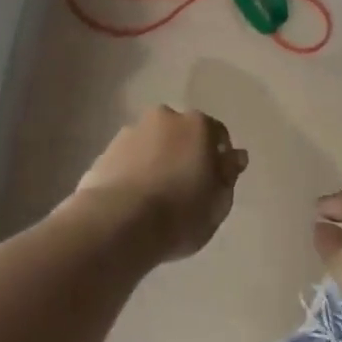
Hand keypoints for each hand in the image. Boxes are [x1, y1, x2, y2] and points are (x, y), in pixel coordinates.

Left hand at [73, 106, 247, 261]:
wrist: (119, 223)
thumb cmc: (180, 213)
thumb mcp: (218, 202)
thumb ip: (228, 175)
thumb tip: (235, 156)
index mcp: (197, 125)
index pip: (217, 134)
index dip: (219, 158)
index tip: (215, 182)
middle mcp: (164, 118)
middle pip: (181, 133)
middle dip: (185, 153)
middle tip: (185, 186)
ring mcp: (132, 131)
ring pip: (153, 143)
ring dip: (157, 159)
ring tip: (155, 195)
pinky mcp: (106, 150)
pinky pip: (130, 158)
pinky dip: (134, 170)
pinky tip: (134, 198)